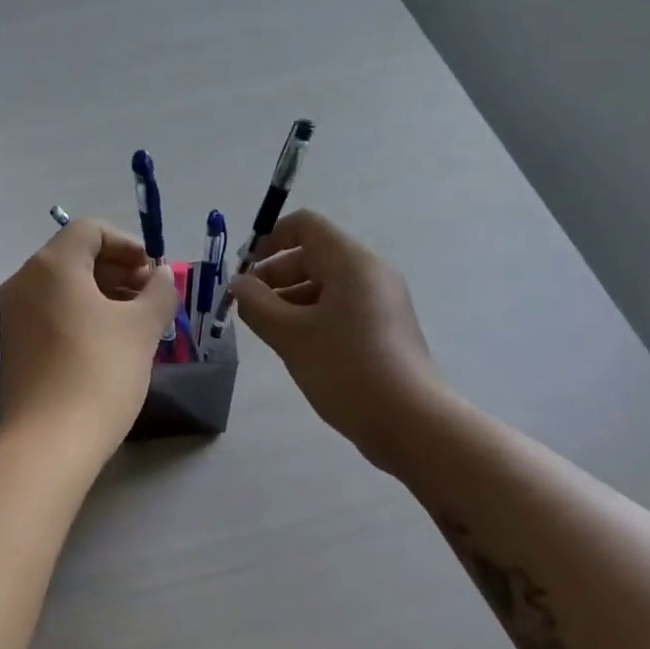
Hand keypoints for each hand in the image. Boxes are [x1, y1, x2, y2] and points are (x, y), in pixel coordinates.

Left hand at [0, 219, 177, 464]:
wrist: (49, 442)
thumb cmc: (100, 372)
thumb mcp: (142, 328)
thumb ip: (159, 291)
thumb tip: (162, 275)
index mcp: (52, 266)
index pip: (90, 230)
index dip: (128, 243)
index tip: (154, 271)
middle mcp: (24, 282)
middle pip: (75, 256)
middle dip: (118, 270)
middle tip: (151, 297)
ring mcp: (14, 315)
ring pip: (64, 287)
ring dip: (104, 294)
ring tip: (137, 322)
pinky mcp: (14, 346)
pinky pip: (52, 313)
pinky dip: (82, 315)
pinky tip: (109, 343)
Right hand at [227, 210, 443, 472]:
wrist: (410, 422)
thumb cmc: (346, 369)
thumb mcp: (290, 335)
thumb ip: (256, 304)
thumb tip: (239, 284)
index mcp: (351, 262)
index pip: (305, 226)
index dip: (268, 241)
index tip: (244, 275)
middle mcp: (370, 273)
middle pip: (313, 255)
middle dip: (274, 277)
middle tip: (248, 311)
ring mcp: (381, 302)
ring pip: (325, 286)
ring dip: (290, 301)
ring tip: (268, 334)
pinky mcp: (384, 329)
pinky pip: (340, 309)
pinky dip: (312, 318)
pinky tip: (297, 349)